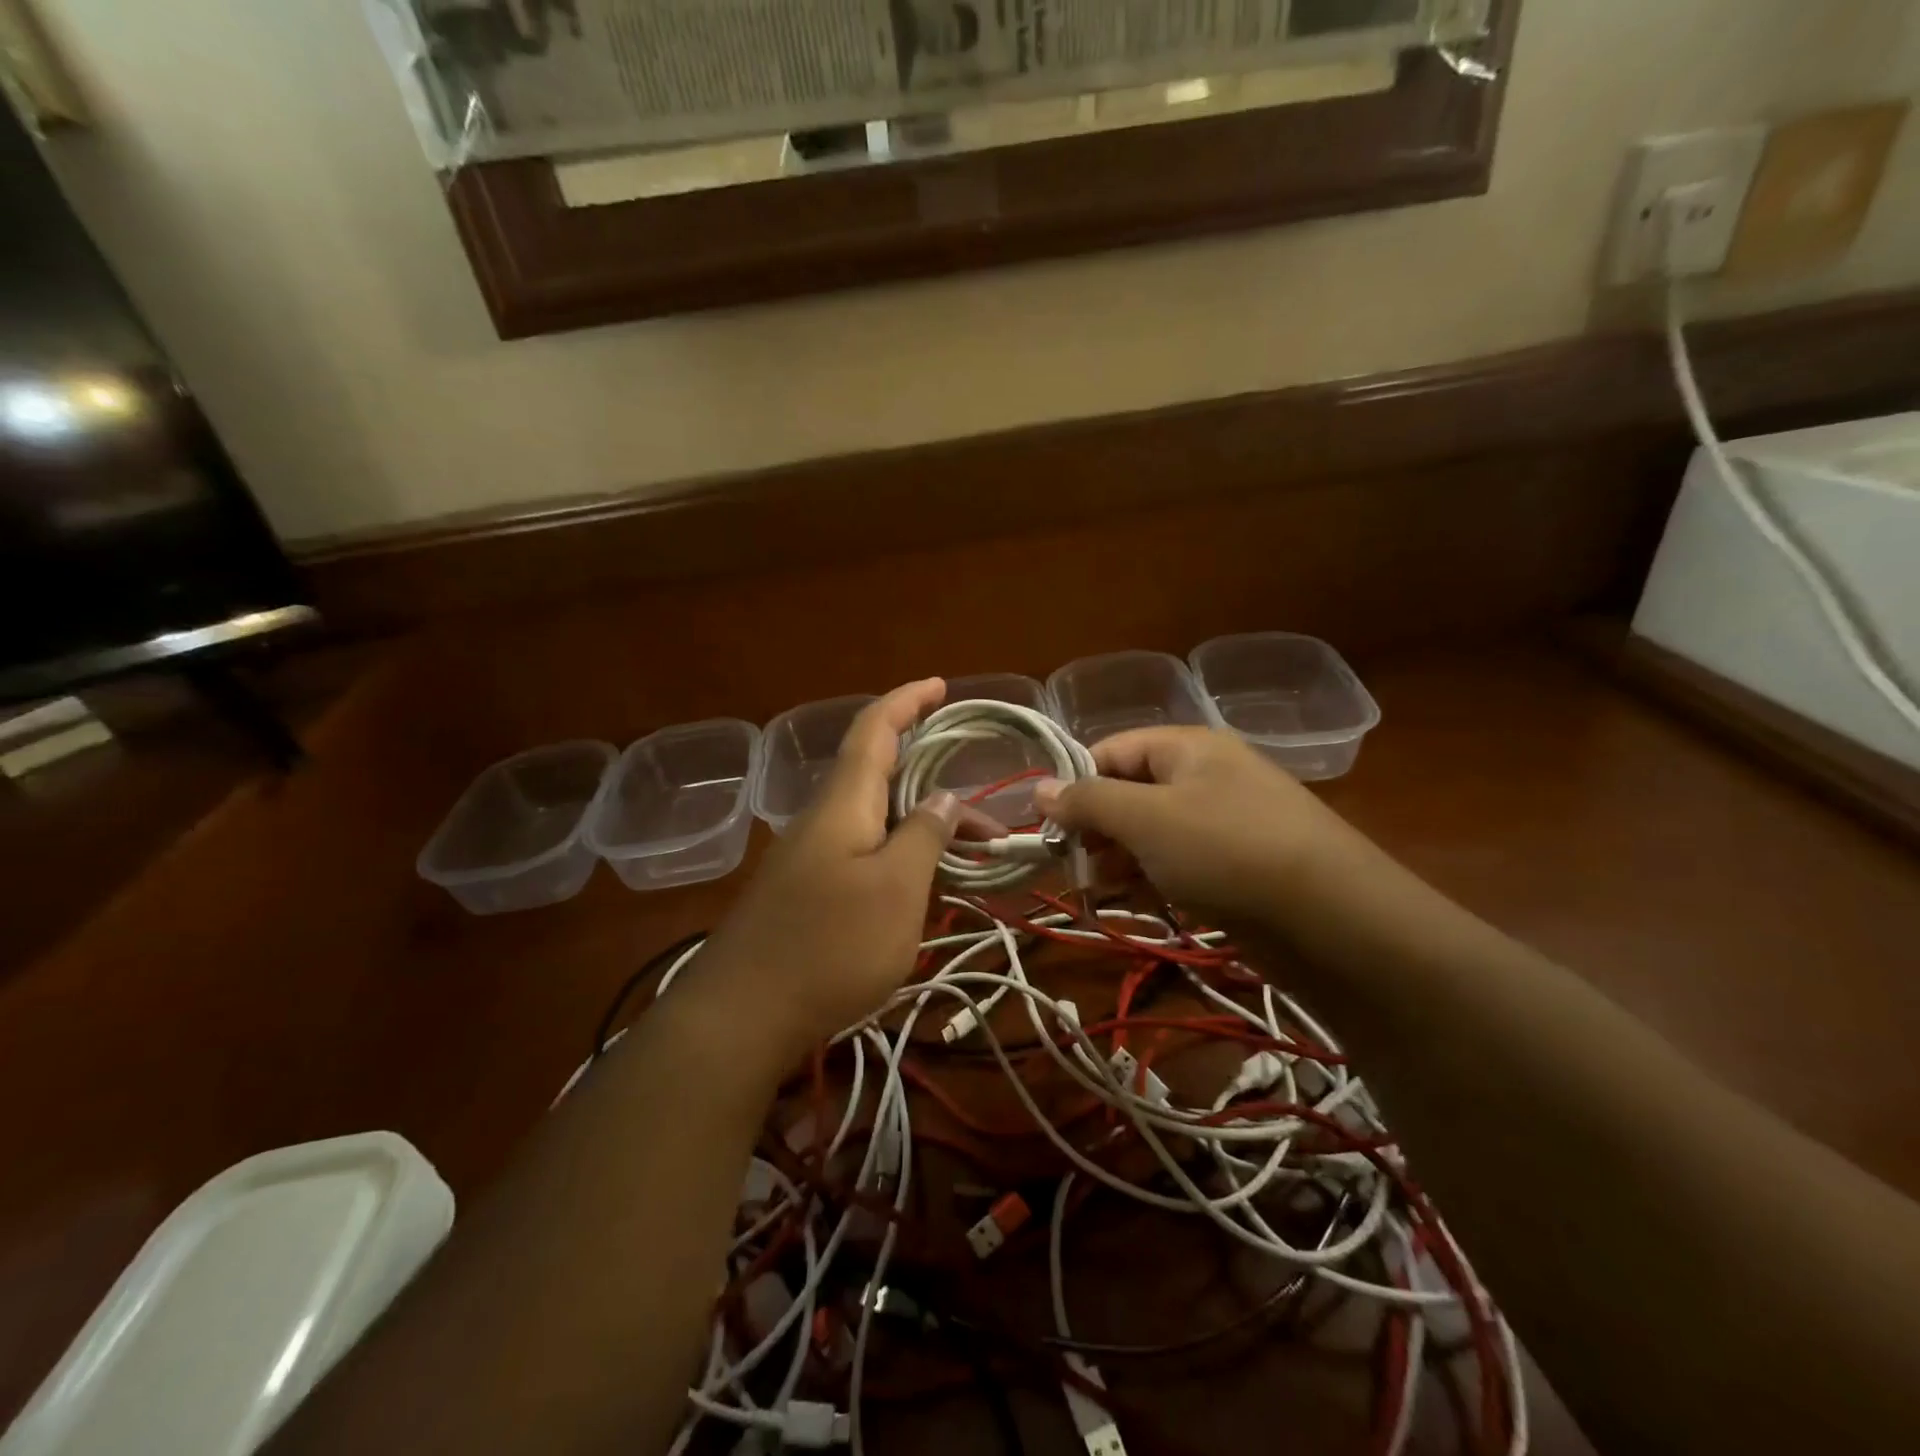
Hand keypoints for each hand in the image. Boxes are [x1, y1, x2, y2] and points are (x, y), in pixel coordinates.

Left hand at [694, 680, 962, 1063]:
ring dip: (920, 823)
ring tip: (969, 850)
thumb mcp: (896, 889)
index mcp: (843, 803)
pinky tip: (922, 884)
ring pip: (874, 819)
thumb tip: (944, 796)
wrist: (742, 1016)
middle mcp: (822, 819)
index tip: (940, 685)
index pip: (874, 729)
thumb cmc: (829, 945)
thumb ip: (924, 835)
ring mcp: (809, 858)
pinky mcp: (806, 893)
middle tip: (979, 800)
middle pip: (876, 774)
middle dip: (929, 775)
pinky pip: (863, 853)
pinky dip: (901, 854)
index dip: (906, 701)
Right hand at [1033, 727, 1363, 934]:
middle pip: (1129, 794)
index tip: (1048, 830)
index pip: (1111, 752)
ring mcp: (1224, 825)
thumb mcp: (1145, 819)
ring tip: (1103, 896)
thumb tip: (1037, 788)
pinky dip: (1155, 883)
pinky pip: (1180, 865)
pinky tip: (1144, 907)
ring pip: (1152, 835)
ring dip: (1121, 863)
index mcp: (1187, 748)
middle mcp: (1206, 778)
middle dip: (1097, 832)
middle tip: (1076, 871)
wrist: (1334, 920)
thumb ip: (1087, 801)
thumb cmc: (1226, 851)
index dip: (1076, 786)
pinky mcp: (1237, 868)